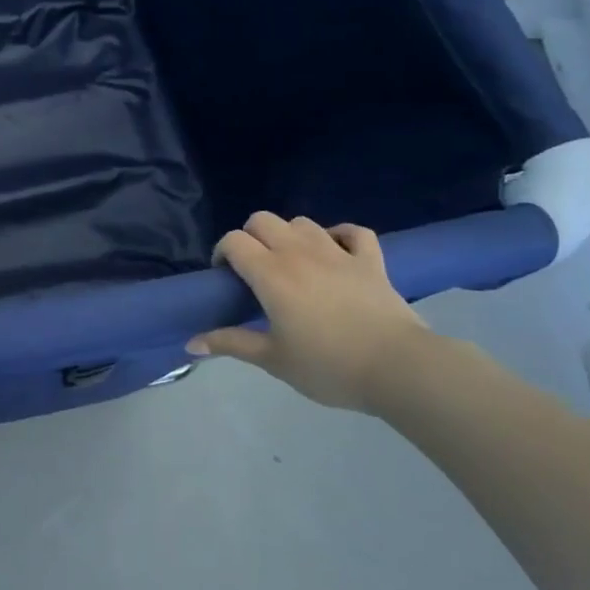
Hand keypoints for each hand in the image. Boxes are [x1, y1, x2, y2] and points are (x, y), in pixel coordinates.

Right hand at [188, 213, 434, 412]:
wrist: (398, 368)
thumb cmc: (328, 366)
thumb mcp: (273, 360)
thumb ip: (231, 344)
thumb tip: (191, 344)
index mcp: (271, 274)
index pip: (234, 241)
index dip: (223, 252)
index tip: (225, 277)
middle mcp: (299, 253)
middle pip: (263, 220)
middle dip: (251, 237)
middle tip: (255, 269)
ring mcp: (338, 252)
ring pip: (303, 222)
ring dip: (290, 235)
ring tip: (292, 262)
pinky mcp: (371, 260)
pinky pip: (353, 232)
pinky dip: (340, 235)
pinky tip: (336, 250)